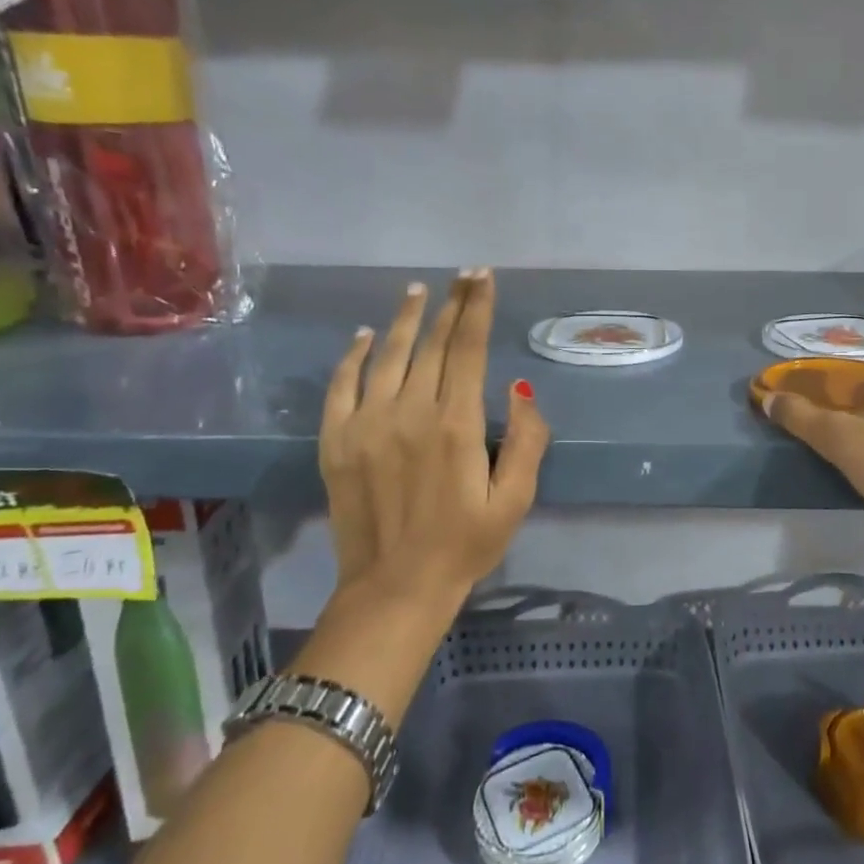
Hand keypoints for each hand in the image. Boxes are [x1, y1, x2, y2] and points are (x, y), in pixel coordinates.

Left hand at [317, 270, 548, 636]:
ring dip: (403, 320)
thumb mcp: (515, 500)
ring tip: (416, 291)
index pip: (468, 349)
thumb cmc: (465, 545)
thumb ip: (527, 440)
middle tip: (461, 276)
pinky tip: (362, 336)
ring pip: (387, 356)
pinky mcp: (336, 441)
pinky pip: (341, 385)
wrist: (395, 587)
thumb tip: (519, 388)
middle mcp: (410, 412)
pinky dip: (352, 356)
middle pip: (431, 344)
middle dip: (450, 305)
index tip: (483, 278)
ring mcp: (366, 424)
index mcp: (456, 425)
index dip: (477, 309)